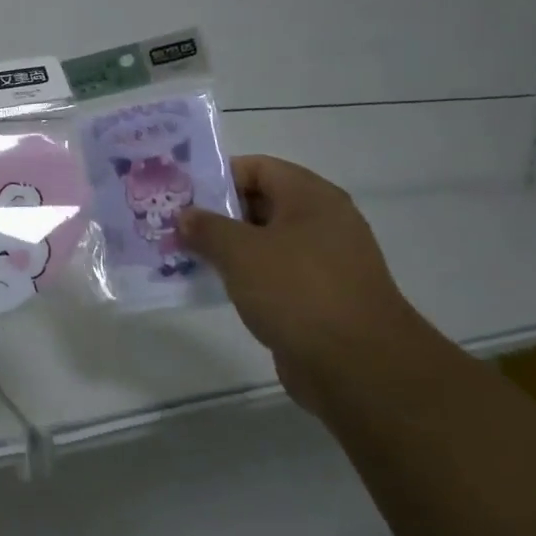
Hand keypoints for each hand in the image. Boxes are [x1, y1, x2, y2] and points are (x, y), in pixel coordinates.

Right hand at [179, 156, 430, 417]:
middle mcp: (322, 222)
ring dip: (228, 248)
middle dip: (217, 214)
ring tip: (186, 255)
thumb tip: (185, 216)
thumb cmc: (298, 291)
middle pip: (260, 203)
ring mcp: (324, 262)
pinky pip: (274, 275)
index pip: (257, 168)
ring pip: (265, 242)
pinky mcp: (320, 298)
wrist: (358, 367)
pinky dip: (246, 277)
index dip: (218, 177)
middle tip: (176, 225)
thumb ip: (207, 228)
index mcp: (311, 197)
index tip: (182, 194)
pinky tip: (215, 287)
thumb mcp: (240, 252)